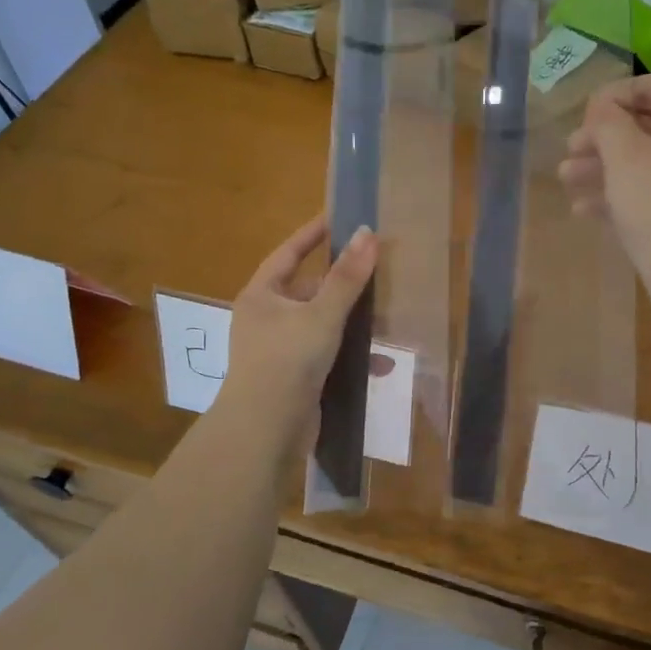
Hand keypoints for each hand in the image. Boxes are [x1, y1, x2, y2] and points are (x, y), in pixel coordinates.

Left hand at [225, 217, 377, 421]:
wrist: (265, 430)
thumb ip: (347, 277)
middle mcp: (267, 318)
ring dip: (353, 323)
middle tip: (378, 272)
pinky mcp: (296, 376)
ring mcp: (280, 349)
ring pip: (323, 324)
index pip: (289, 253)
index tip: (338, 219)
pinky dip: (352, 356)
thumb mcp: (321, 315)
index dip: (312, 235)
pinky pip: (328, 355)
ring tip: (388, 317)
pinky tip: (381, 363)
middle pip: (310, 290)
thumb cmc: (287, 361)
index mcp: (262, 296)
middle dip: (344, 286)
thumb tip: (368, 232)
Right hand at [558, 75, 650, 320]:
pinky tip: (588, 209)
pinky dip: (633, 192)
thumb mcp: (625, 157)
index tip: (576, 123)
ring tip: (568, 182)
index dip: (607, 101)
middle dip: (603, 142)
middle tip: (567, 155)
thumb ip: (607, 121)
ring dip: (609, 169)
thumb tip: (602, 107)